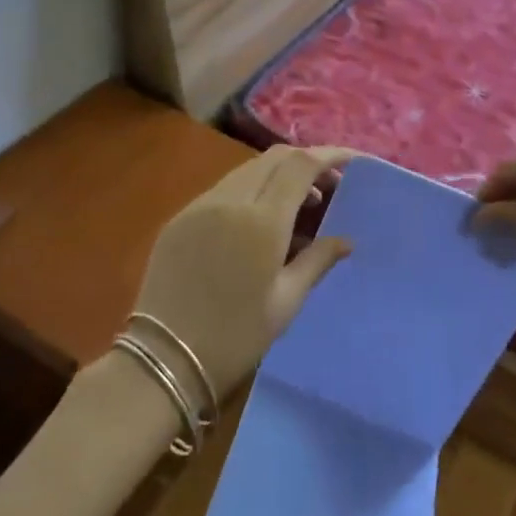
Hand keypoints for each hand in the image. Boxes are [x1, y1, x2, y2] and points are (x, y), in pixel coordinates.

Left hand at [130, 145, 353, 402]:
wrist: (163, 359)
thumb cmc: (235, 337)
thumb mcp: (286, 302)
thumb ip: (317, 261)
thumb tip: (345, 241)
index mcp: (262, 221)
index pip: (300, 165)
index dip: (329, 155)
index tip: (352, 161)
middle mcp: (230, 201)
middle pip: (274, 158)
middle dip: (306, 162)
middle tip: (329, 187)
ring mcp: (200, 205)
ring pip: (248, 170)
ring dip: (279, 175)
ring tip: (301, 206)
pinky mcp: (180, 217)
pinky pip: (224, 188)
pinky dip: (252, 190)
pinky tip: (260, 219)